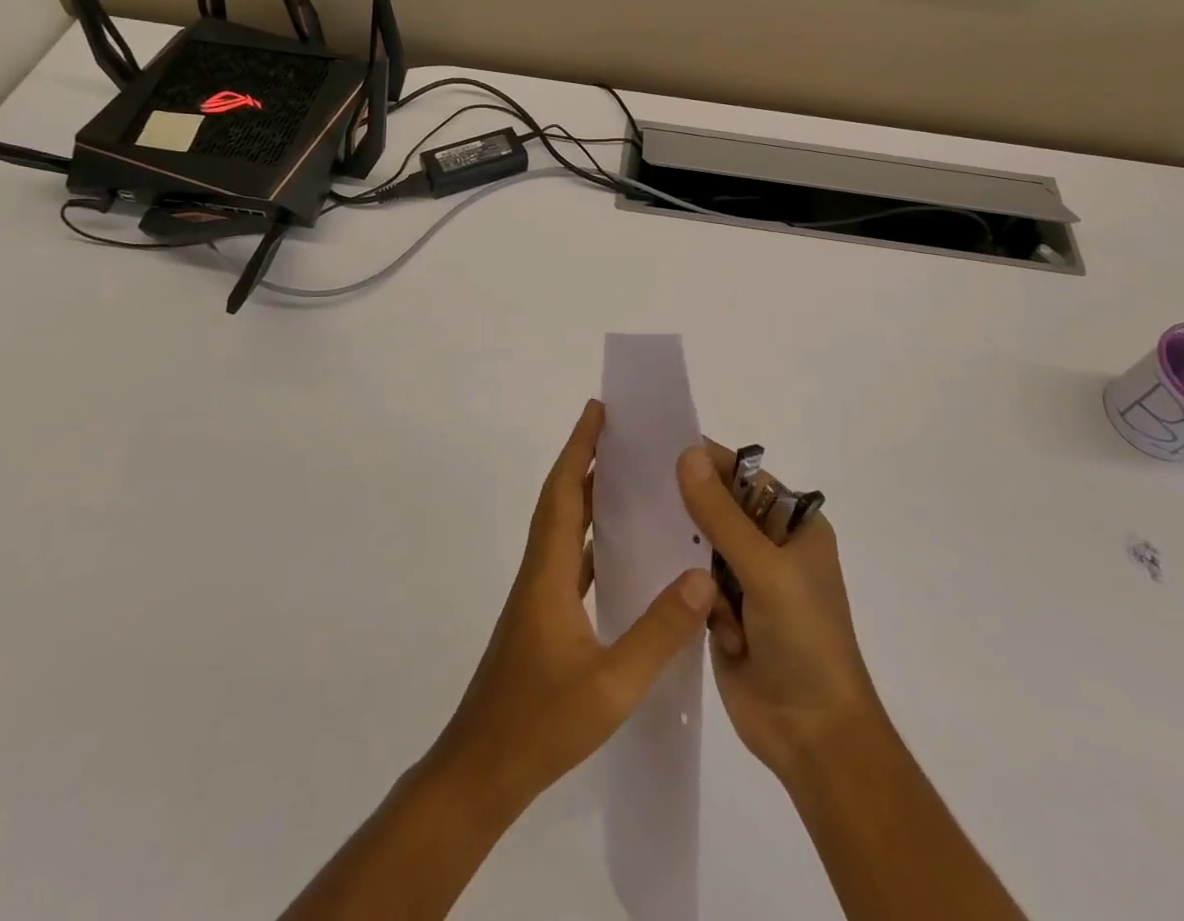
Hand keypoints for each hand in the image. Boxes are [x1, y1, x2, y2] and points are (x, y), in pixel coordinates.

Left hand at [430, 400, 716, 820]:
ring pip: (564, 529)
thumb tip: (702, 578)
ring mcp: (539, 598)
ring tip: (626, 477)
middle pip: (561, 500)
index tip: (597, 410)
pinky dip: (591, 539)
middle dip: (585, 459)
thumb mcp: (611, 685)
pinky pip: (570, 560)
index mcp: (549, 573)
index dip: (579, 448)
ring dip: (588, 495)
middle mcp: (540, 573)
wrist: (481, 773)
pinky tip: (619, 551)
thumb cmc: (540, 725)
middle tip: (620, 431)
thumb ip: (659, 632)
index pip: (564, 493)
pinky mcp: (543, 620)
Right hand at [676, 442, 884, 786]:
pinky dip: (692, 593)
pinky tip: (695, 610)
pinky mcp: (725, 613)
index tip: (656, 448)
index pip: (743, 476)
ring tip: (669, 559)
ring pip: (700, 546)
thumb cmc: (804, 640)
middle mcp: (771, 545)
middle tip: (640, 494)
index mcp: (794, 525)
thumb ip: (722, 515)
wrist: (813, 736)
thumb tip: (687, 454)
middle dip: (688, 509)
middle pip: (717, 508)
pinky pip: (694, 583)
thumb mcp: (766, 570)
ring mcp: (747, 581)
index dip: (706, 461)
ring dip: (691, 559)